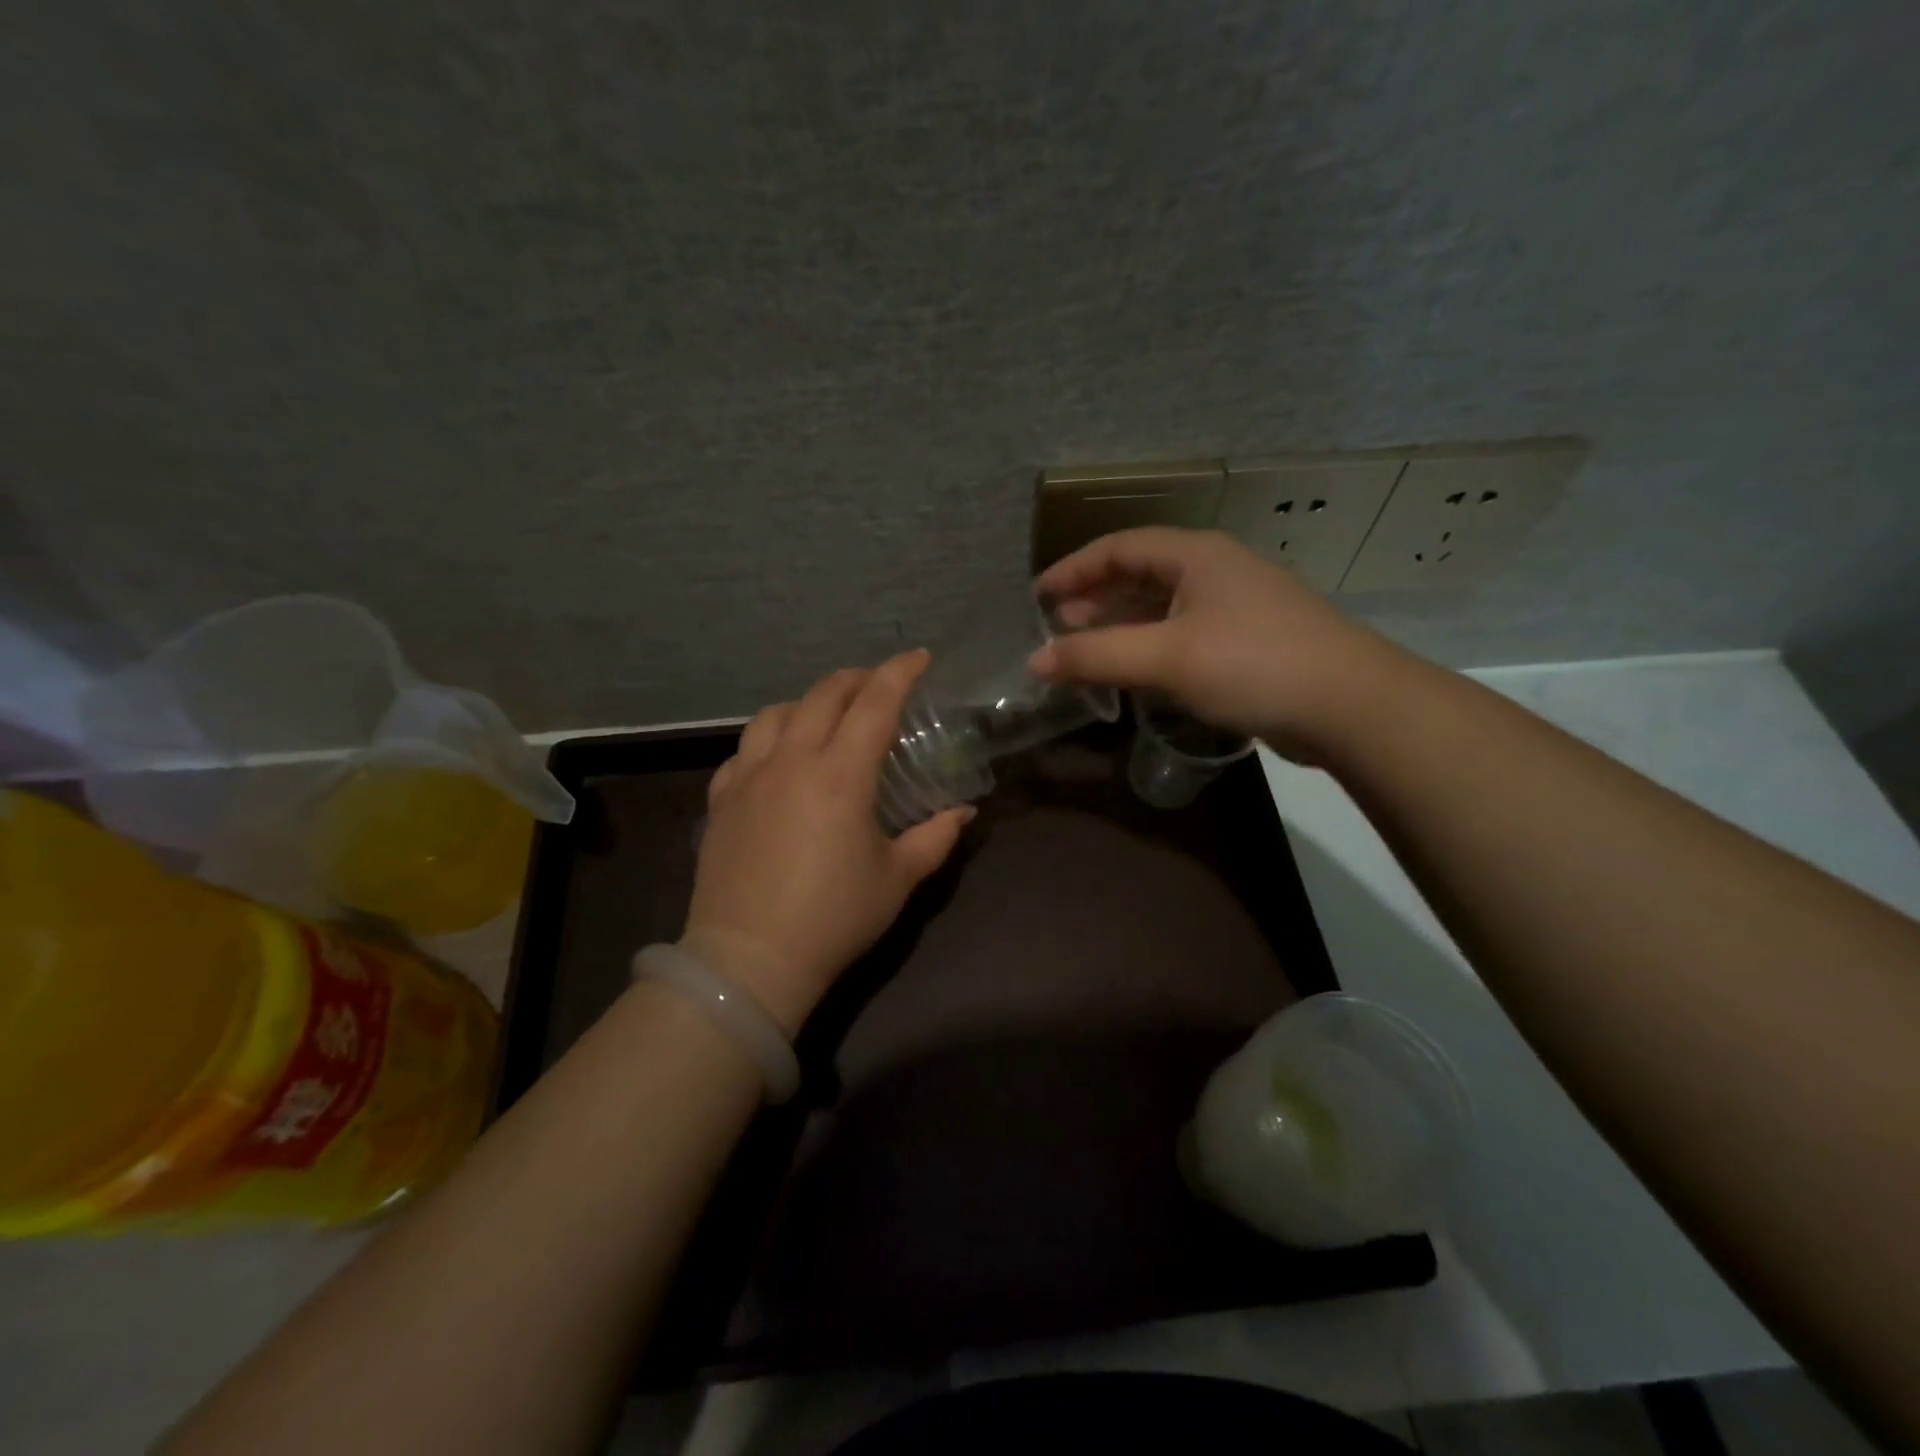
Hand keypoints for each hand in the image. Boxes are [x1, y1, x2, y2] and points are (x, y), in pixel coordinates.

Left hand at [680, 651, 972, 1034]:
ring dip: (808, 702)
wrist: (749, 960)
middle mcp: (791, 761)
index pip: (875, 703)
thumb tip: (964, 811)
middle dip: (856, 679)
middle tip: (879, 685)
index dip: (899, 672)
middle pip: (823, 695)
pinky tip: (778, 759)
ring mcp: (748, 777)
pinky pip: (743, 751)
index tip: (919, 658)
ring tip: (826, 716)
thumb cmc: (833, 918)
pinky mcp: (721, 800)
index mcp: (840, 774)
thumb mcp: (898, 878)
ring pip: (775, 713)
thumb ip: (936, 837)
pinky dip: (768, 740)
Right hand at [1030, 528, 1410, 758]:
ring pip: (1162, 607)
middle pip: (1140, 574)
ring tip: (1085, 649)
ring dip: (1120, 625)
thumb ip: (1096, 656)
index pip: (1119, 547)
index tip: (1036, 596)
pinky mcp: (1247, 644)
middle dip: (1094, 597)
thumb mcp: (1166, 658)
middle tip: (1057, 626)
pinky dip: (1149, 647)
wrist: (1351, 706)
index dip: (1073, 569)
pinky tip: (1134, 671)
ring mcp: (1235, 608)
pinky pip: (1182, 635)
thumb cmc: (1253, 665)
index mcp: (1196, 555)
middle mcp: (1215, 572)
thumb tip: (1035, 661)